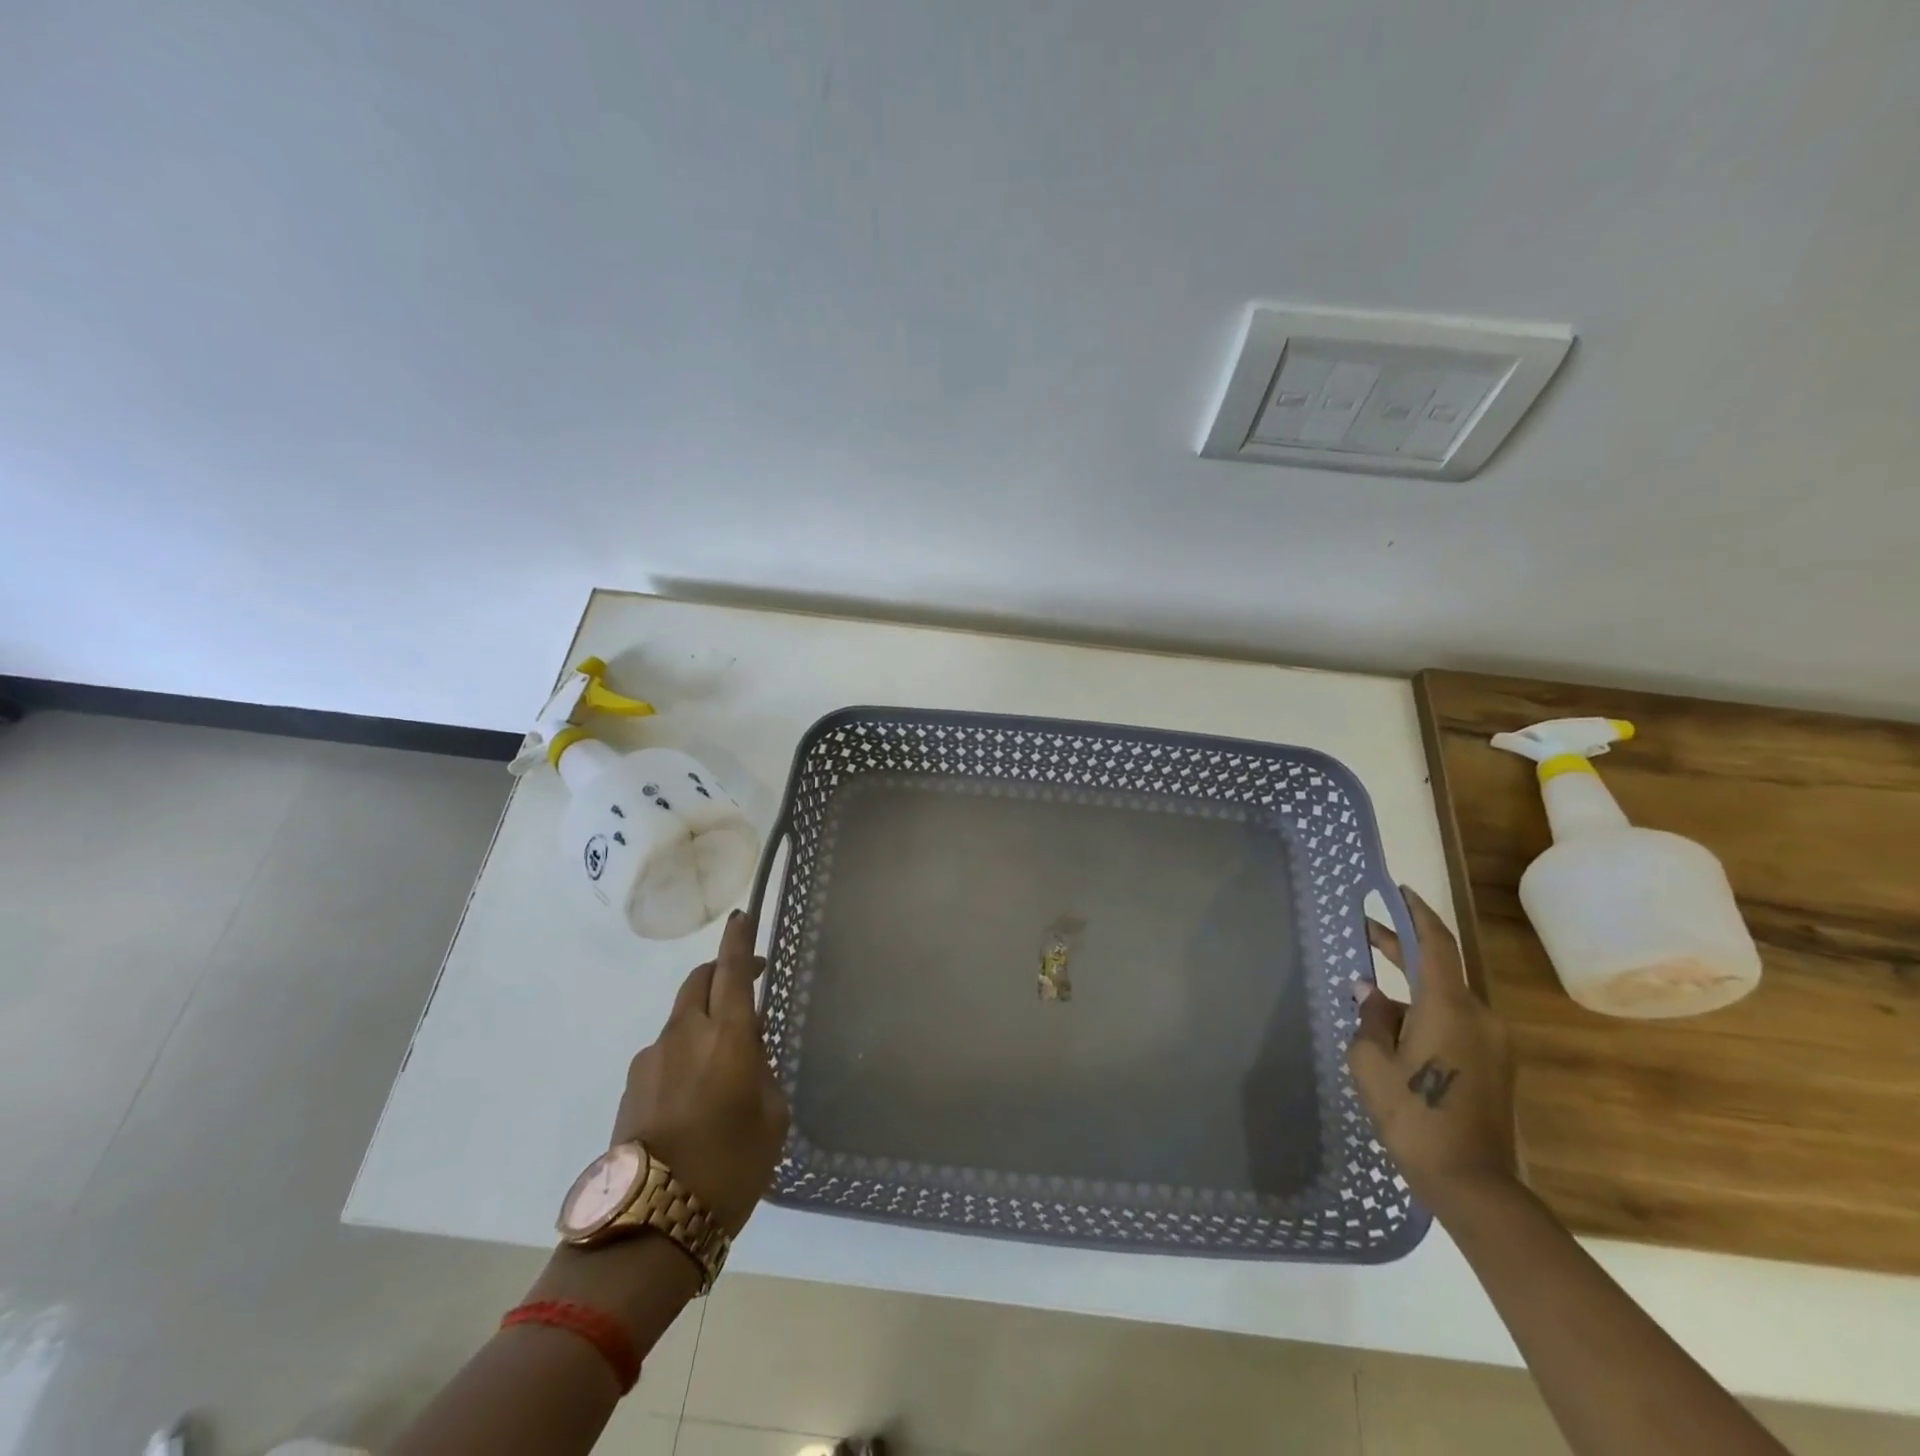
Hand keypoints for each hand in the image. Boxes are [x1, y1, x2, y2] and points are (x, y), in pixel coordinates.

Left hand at [611, 909, 789, 1234]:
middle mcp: (686, 1034)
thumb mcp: (772, 1118)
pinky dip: (685, 1050)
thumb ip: (762, 1071)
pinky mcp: (632, 1085)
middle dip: (721, 971)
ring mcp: (652, 1058)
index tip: (742, 917)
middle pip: (700, 981)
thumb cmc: (730, 1168)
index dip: (739, 940)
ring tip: (723, 1059)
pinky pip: (666, 1049)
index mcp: (729, 1036)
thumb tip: (747, 1051)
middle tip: (745, 982)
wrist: (648, 1227)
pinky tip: (696, 1092)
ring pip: (682, 1016)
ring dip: (704, 1017)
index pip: (733, 969)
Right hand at [1348, 887, 1517, 1210]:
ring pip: (1445, 998)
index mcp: (1448, 1007)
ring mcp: (1493, 1042)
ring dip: (1410, 989)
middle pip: (1438, 968)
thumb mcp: (1371, 1061)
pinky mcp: (1495, 1065)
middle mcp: (1479, 1016)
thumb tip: (1368, 990)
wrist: (1472, 1184)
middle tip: (1364, 931)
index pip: (1435, 943)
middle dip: (1401, 947)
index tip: (1397, 891)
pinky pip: (1456, 1022)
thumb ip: (1370, 1017)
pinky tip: (1396, 1032)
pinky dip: (1425, 1013)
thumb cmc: (1413, 1115)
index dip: (1416, 912)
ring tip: (1370, 998)